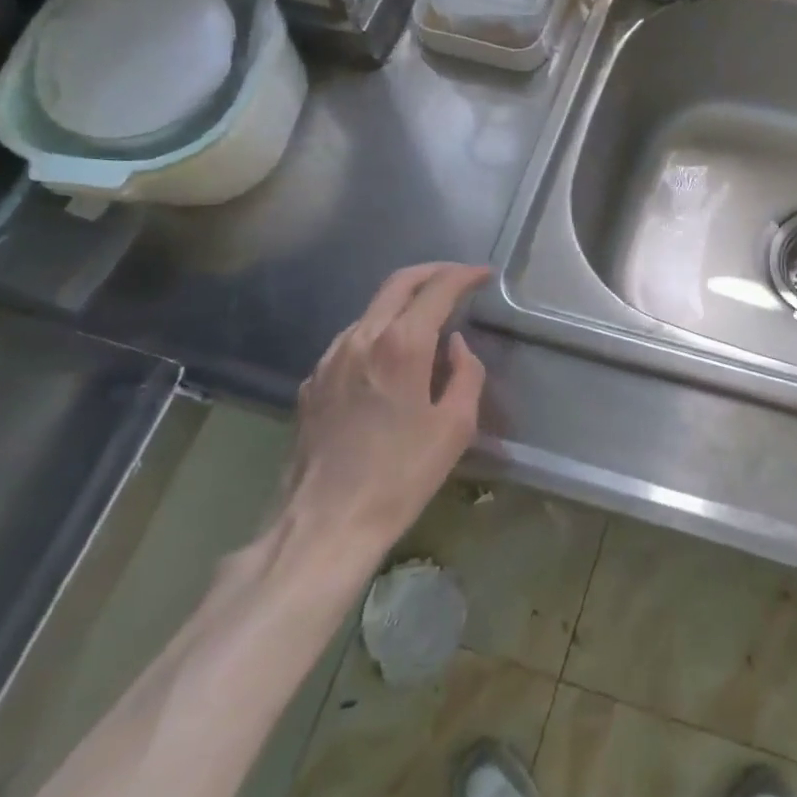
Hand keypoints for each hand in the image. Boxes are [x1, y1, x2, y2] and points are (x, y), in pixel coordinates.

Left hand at [279, 263, 490, 577]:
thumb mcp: (456, 426)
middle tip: (459, 278)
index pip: (438, 288)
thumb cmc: (400, 476)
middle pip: (398, 283)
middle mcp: (361, 338)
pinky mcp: (311, 383)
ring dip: (404, 301)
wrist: (323, 524)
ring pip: (372, 309)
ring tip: (429, 317)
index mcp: (401, 344)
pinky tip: (391, 356)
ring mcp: (330, 359)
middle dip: (433, 272)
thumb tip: (456, 346)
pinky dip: (379, 330)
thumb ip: (466, 373)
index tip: (485, 275)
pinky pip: (352, 339)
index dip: (465, 275)